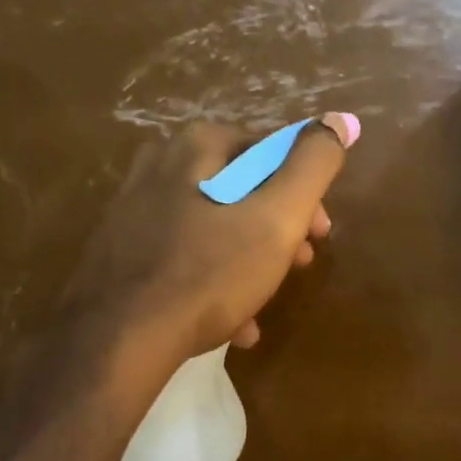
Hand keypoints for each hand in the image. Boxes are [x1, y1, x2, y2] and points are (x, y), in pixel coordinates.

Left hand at [61, 114, 358, 370]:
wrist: (118, 340)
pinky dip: (213, 282)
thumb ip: (313, 165)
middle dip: (278, 228)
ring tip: (266, 300)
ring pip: (213, 227)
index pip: (270, 151)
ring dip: (249, 260)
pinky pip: (183, 258)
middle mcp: (159, 166)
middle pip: (241, 190)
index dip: (305, 192)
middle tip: (298, 265)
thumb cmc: (208, 273)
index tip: (320, 234)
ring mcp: (135, 211)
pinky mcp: (121, 252)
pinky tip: (232, 323)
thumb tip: (342, 119)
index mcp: (197, 147)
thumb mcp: (277, 218)